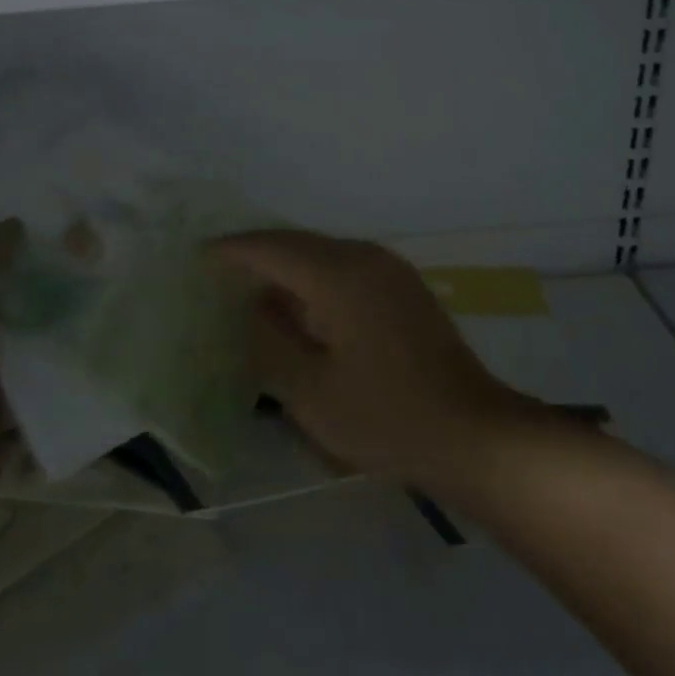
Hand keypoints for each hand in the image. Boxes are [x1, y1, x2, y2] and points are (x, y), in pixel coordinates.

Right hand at [209, 230, 534, 487]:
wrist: (472, 433)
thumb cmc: (385, 416)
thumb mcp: (311, 392)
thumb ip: (271, 343)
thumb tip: (252, 307)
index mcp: (338, 274)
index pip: (273, 248)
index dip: (234, 251)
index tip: (201, 254)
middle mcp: (364, 256)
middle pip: (298, 243)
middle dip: (259, 253)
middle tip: (221, 266)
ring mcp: (389, 269)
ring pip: (323, 253)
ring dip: (288, 264)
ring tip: (255, 284)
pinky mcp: (404, 287)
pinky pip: (345, 266)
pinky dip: (315, 276)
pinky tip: (303, 302)